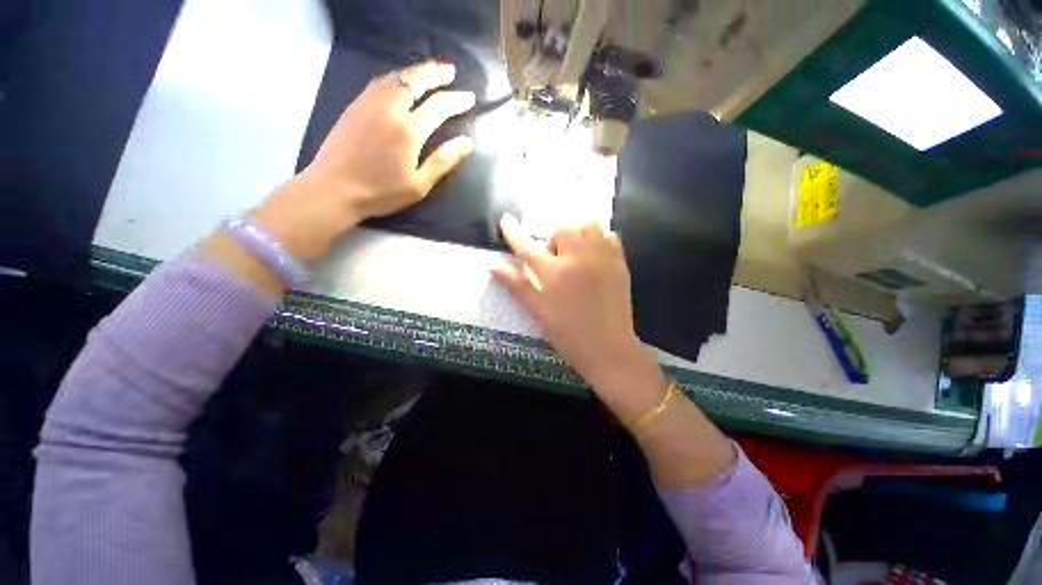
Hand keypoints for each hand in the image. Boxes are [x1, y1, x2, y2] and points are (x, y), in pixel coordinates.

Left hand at [249, 61, 475, 262]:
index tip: (470, 98)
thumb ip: (443, 161)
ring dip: (416, 72)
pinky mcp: (355, 106)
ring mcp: (369, 103)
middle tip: (450, 71)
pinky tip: (400, 82)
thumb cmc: (381, 192)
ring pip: (396, 77)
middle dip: (435, 73)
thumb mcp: (419, 184)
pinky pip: (380, 82)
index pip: (438, 106)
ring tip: (429, 72)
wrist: (334, 189)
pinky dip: (396, 77)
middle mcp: (390, 109)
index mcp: (409, 130)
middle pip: (415, 80)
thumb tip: (467, 142)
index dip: (456, 100)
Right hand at [492, 214, 662, 415]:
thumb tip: (493, 267)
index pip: (527, 248)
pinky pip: (609, 236)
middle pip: (564, 228)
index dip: (514, 234)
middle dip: (556, 238)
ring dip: (577, 233)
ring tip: (575, 254)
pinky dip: (599, 239)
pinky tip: (594, 257)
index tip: (505, 220)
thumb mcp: (538, 310)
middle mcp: (578, 259)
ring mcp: (602, 259)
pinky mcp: (619, 263)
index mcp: (554, 274)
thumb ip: (517, 285)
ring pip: (589, 225)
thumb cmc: (568, 333)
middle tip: (556, 260)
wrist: (609, 348)